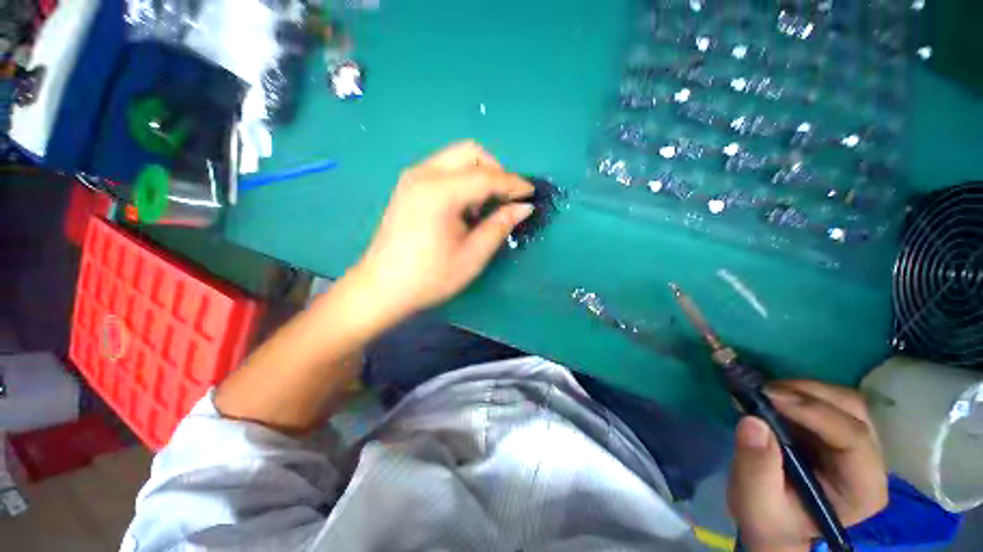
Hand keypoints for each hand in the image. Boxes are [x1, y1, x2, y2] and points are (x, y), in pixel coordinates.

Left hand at [352, 141, 533, 320]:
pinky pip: (444, 169)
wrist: (382, 287)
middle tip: (506, 199)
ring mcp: (412, 178)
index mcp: (439, 192)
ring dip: (479, 175)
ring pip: (456, 158)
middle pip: (470, 152)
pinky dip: (463, 180)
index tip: (530, 194)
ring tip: (483, 209)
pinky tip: (464, 208)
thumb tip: (524, 207)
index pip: (486, 176)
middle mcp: (423, 174)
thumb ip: (499, 226)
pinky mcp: (408, 186)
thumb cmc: (430, 277)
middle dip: (495, 171)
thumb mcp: (472, 256)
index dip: (513, 184)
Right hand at [727, 380, 888, 551]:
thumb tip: (753, 422)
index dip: (815, 412)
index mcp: (862, 489)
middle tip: (764, 391)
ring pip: (844, 401)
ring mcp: (858, 446)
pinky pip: (828, 401)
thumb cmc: (770, 519)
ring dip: (803, 390)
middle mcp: (870, 463)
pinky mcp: (839, 433)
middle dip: (809, 394)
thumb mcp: (756, 503)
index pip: (853, 439)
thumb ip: (756, 468)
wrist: (775, 522)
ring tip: (765, 394)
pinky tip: (774, 399)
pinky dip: (799, 392)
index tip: (769, 397)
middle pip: (854, 412)